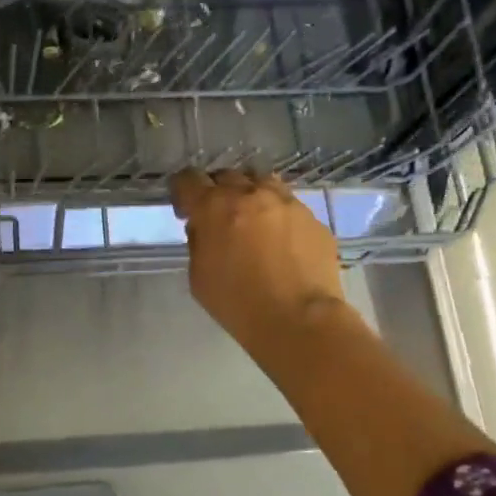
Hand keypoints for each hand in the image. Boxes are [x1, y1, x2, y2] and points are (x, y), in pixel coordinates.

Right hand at [171, 169, 349, 355]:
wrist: (299, 319)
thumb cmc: (238, 303)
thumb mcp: (199, 277)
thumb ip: (198, 243)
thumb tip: (204, 227)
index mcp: (214, 207)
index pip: (189, 180)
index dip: (182, 190)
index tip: (185, 207)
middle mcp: (250, 194)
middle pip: (226, 176)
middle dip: (217, 191)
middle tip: (218, 216)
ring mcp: (286, 202)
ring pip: (262, 182)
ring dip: (250, 194)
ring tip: (252, 218)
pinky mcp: (312, 218)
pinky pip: (289, 206)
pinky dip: (278, 215)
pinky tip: (281, 241)